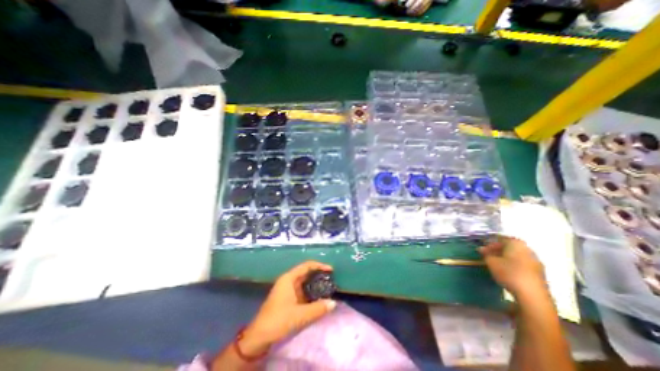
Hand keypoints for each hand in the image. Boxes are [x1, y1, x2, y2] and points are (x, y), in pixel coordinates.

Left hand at [241, 260, 337, 356]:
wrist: (259, 337)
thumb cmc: (278, 320)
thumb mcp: (299, 315)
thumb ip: (317, 308)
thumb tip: (333, 303)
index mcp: (289, 278)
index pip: (307, 266)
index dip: (319, 266)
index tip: (331, 270)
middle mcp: (288, 280)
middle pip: (306, 272)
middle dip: (318, 274)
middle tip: (331, 278)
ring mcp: (288, 289)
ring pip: (304, 282)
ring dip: (315, 284)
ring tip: (328, 287)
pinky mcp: (288, 298)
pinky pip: (302, 291)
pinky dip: (311, 292)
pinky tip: (318, 297)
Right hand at [481, 237, 547, 298]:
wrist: (532, 295)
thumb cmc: (509, 273)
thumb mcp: (491, 262)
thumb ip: (486, 254)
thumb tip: (482, 249)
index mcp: (516, 244)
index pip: (500, 239)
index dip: (490, 243)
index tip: (483, 249)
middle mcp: (528, 249)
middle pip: (510, 246)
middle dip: (498, 250)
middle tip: (487, 255)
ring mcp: (535, 261)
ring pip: (516, 255)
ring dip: (505, 257)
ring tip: (496, 263)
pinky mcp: (539, 272)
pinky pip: (522, 263)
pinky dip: (513, 264)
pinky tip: (507, 271)